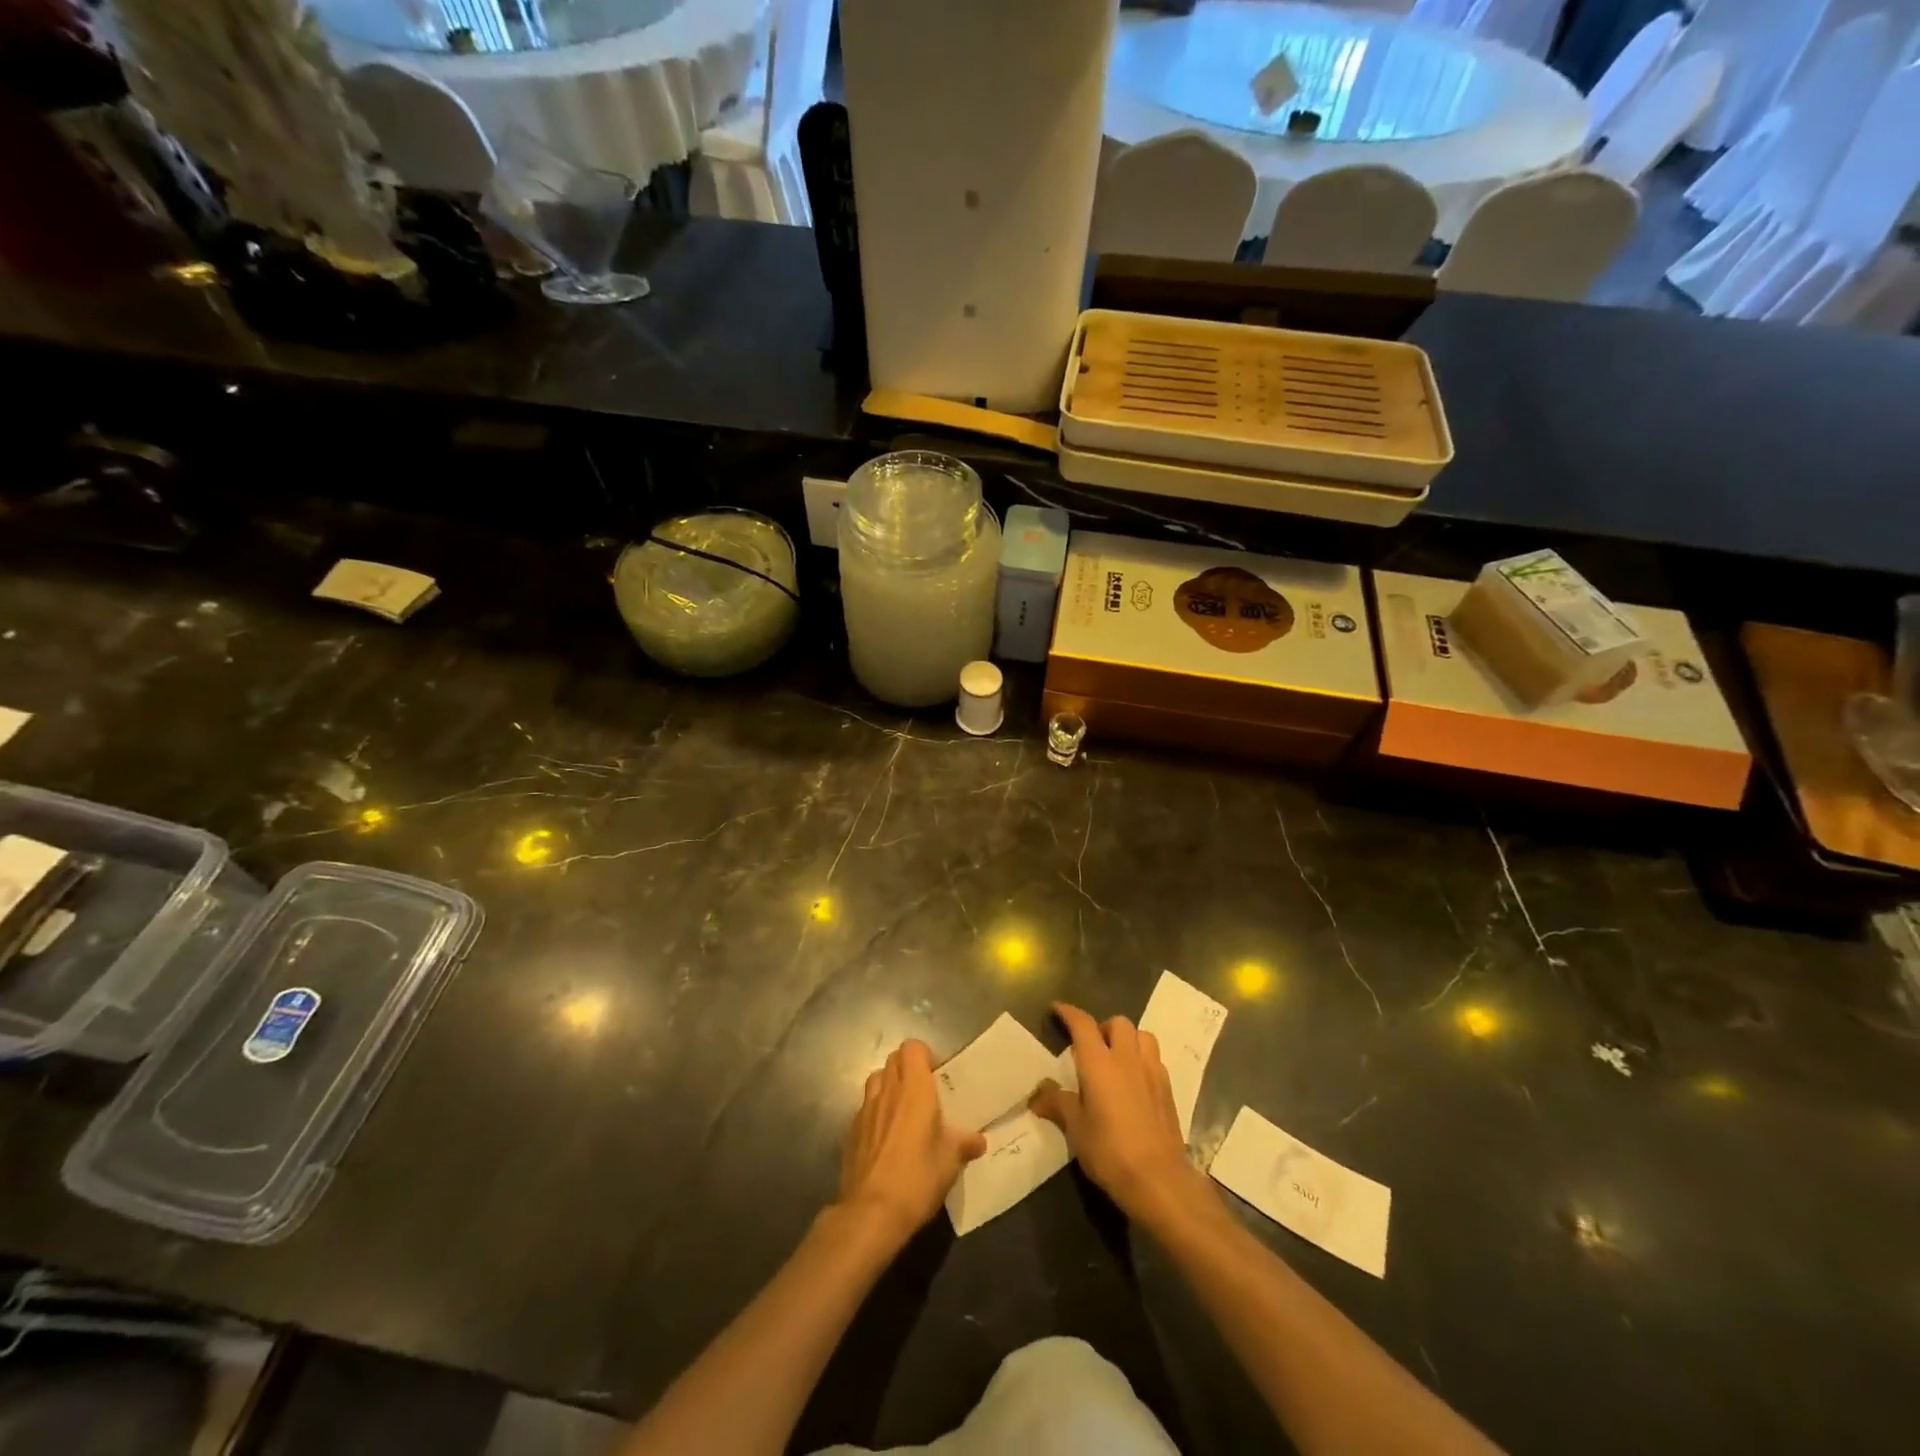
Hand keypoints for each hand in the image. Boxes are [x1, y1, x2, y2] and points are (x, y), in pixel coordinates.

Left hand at [838, 1039, 986, 1244]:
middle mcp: (888, 1090)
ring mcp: (865, 1109)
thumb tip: (978, 1140)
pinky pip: (865, 1108)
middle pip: (893, 1059)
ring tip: (903, 1111)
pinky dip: (876, 1112)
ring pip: (876, 1080)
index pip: (913, 1047)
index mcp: (914, 1088)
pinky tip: (886, 1139)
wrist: (871, 1212)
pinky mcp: (851, 1131)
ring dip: (889, 1086)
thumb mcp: (951, 1162)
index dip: (924, 1055)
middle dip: (907, 1068)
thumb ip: (964, 1144)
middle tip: (923, 1092)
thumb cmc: (917, 1177)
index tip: (936, 1076)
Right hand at [1030, 1002, 1213, 1227]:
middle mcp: (1127, 1058)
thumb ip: (1058, 1104)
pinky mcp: (1168, 1088)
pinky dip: (1142, 1059)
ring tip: (1116, 1059)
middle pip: (1117, 1022)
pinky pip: (1154, 1058)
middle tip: (1090, 1047)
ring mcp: (1151, 1071)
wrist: (1158, 1179)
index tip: (1057, 1010)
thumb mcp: (1075, 1129)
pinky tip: (1135, 1082)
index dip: (1068, 1013)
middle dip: (1102, 1027)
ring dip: (1127, 1039)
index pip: (1082, 1024)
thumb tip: (1037, 1095)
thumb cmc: (1109, 1151)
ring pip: (1141, 1035)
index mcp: (1099, 1063)